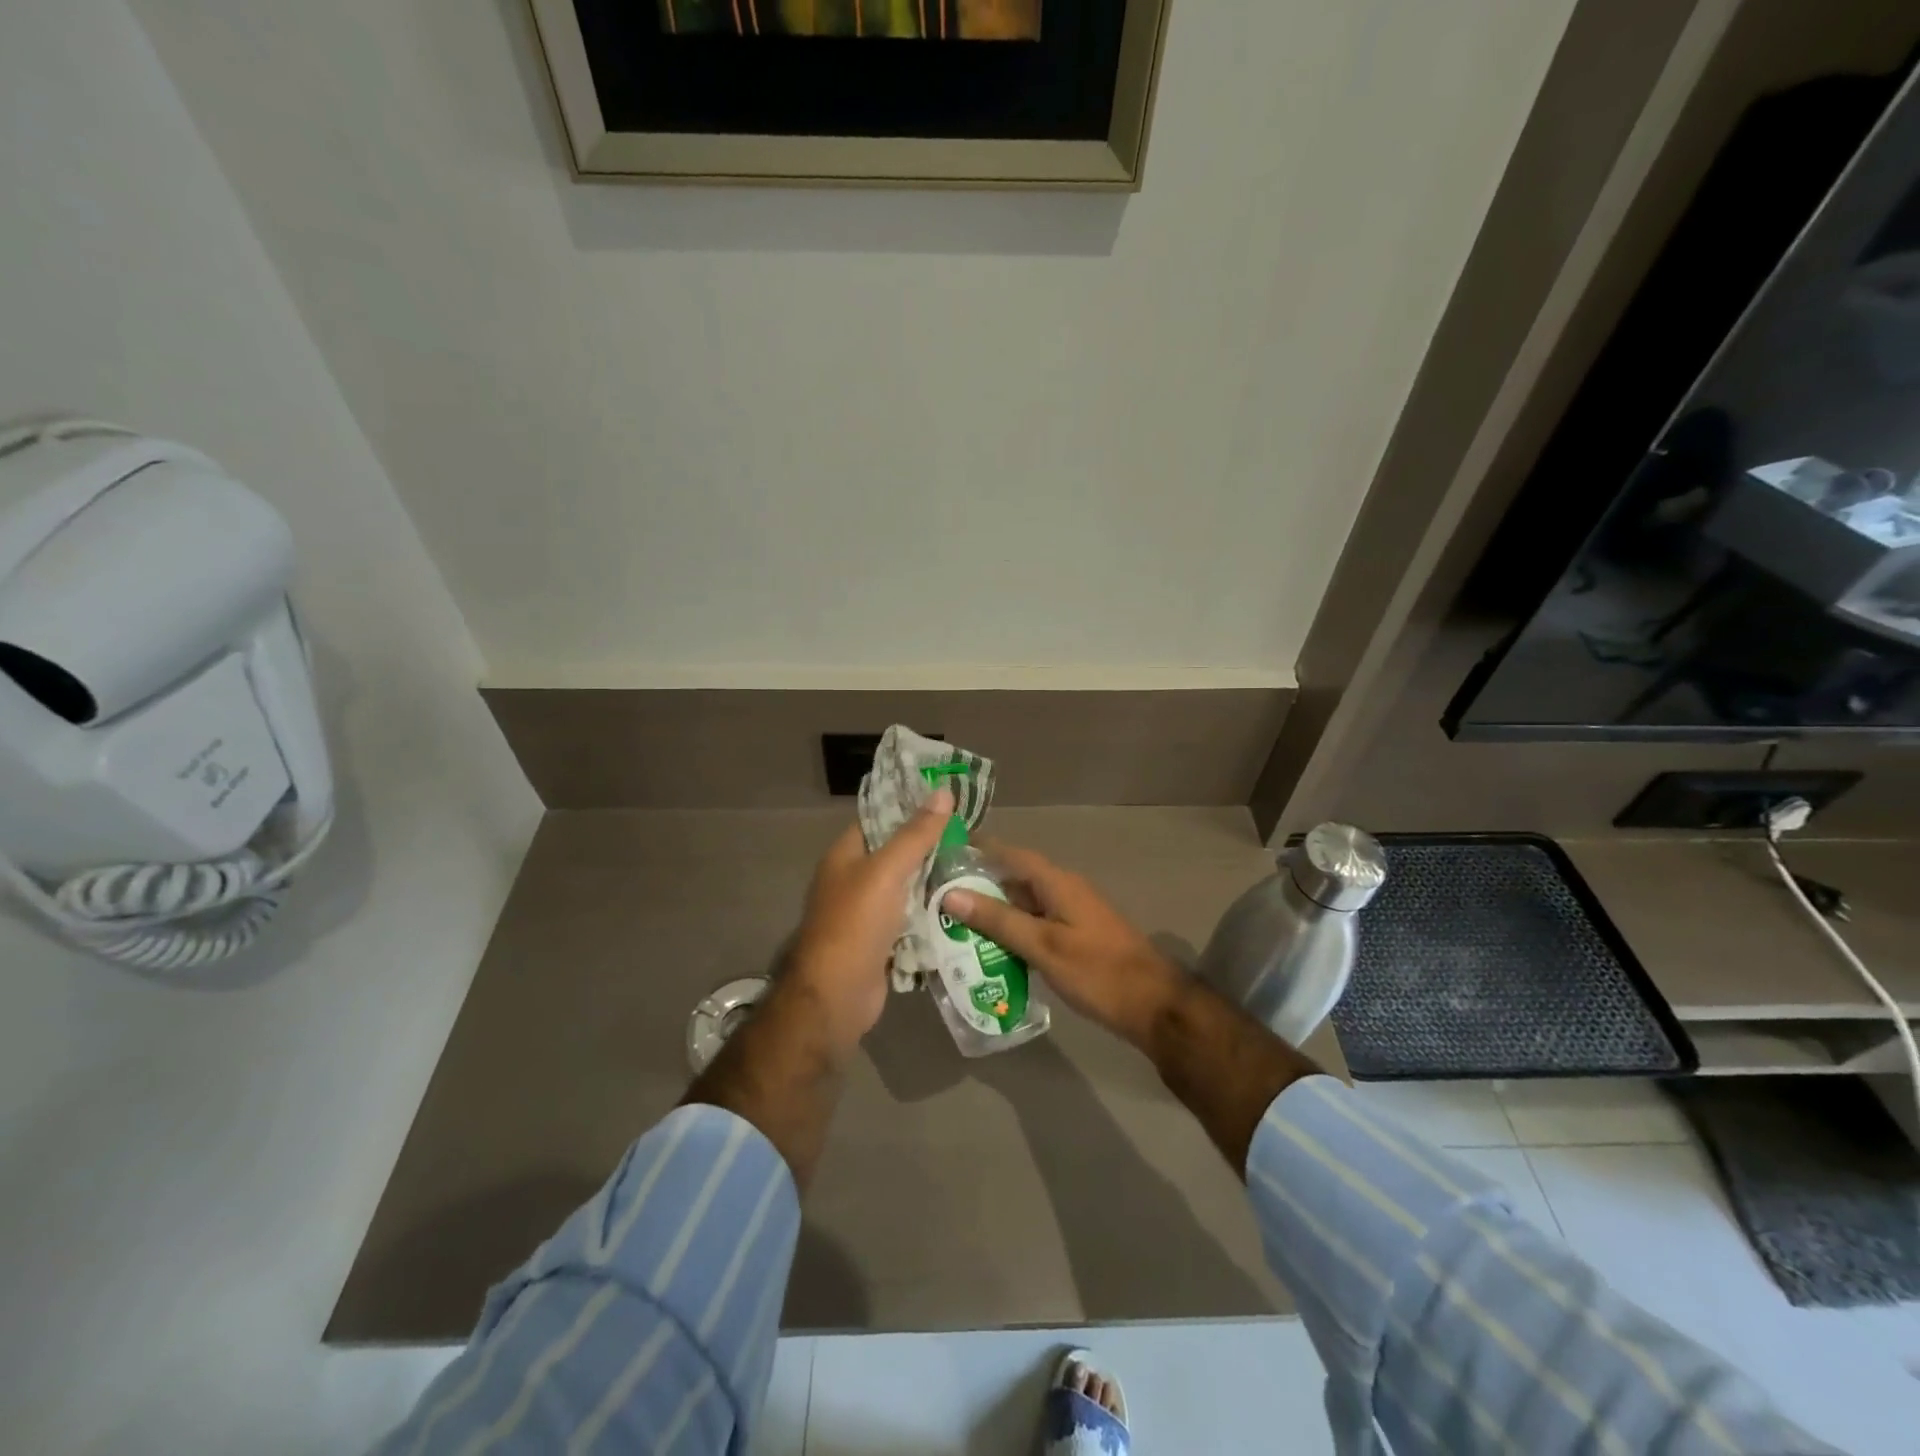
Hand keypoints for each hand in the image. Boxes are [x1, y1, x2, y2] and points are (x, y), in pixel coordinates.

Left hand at [785, 787, 953, 1055]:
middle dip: (933, 849)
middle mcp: (855, 880)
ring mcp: (869, 914)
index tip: (950, 802)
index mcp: (846, 856)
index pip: (881, 820)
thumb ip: (916, 834)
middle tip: (975, 839)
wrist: (836, 997)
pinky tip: (965, 907)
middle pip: (899, 855)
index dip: (911, 809)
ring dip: (938, 884)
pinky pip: (913, 921)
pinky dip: (934, 916)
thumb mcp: (887, 872)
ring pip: (910, 889)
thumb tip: (943, 792)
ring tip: (979, 869)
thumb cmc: (855, 924)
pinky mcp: (883, 942)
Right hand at [944, 844, 1184, 1051]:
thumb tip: (951, 893)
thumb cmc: (1097, 971)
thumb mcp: (1043, 946)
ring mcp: (1072, 915)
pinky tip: (990, 950)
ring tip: (954, 924)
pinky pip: (1036, 924)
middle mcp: (1064, 890)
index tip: (945, 851)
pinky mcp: (1076, 937)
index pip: (1011, 854)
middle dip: (979, 885)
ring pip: (1024, 905)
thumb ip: (998, 920)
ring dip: (994, 912)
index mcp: (1057, 883)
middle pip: (1015, 879)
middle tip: (938, 897)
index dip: (980, 849)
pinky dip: (1012, 931)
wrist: (1154, 1006)